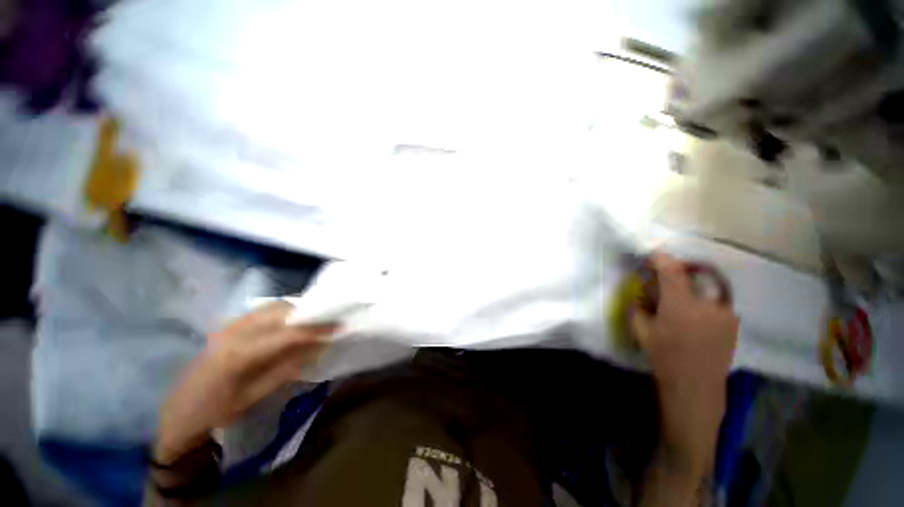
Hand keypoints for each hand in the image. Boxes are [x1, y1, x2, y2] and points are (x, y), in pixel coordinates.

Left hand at [155, 301, 336, 464]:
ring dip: (296, 311)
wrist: (178, 415)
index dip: (317, 329)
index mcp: (240, 354)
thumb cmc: (217, 413)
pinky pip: (261, 311)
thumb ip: (288, 368)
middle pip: (281, 311)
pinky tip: (289, 323)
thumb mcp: (255, 396)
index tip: (340, 327)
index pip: (289, 333)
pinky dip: (281, 312)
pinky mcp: (226, 326)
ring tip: (312, 321)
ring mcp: (228, 326)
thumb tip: (319, 347)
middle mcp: (234, 332)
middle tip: (329, 322)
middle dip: (310, 314)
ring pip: (272, 306)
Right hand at [630, 253, 738, 477]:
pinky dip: (702, 303)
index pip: (672, 271)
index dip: (661, 259)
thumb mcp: (641, 331)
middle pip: (691, 276)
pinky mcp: (732, 322)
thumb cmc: (665, 358)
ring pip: (704, 289)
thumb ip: (637, 308)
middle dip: (675, 275)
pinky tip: (694, 318)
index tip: (652, 255)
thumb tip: (640, 296)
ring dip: (689, 290)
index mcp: (681, 305)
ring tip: (680, 304)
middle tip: (664, 283)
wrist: (697, 387)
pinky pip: (714, 303)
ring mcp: (725, 312)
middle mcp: (707, 303)